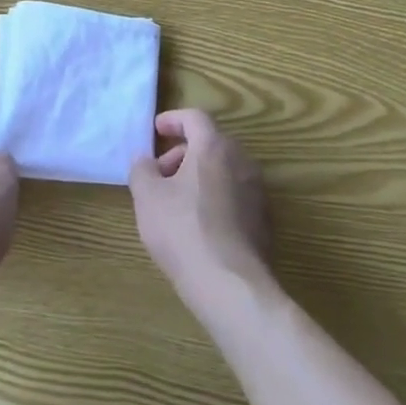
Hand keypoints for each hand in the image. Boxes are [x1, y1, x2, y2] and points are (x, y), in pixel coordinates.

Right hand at [129, 109, 273, 317]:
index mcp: (214, 147)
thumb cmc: (183, 230)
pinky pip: (234, 194)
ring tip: (176, 202)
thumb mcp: (147, 197)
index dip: (173, 120)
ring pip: (223, 170)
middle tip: (160, 173)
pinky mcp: (264, 220)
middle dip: (182, 153)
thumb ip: (142, 169)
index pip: (195, 118)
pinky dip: (215, 197)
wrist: (231, 286)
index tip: (156, 130)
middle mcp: (241, 161)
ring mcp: (257, 191)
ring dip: (198, 176)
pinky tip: (198, 225)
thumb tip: (145, 161)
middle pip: (210, 143)